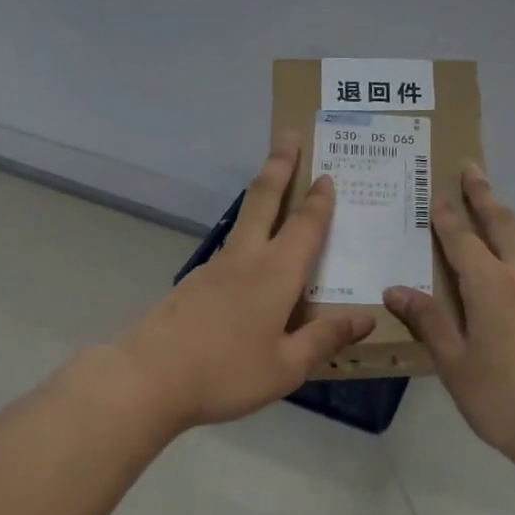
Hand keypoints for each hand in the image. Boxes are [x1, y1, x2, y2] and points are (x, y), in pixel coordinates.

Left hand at [108, 133, 375, 432]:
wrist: (148, 378)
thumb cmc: (226, 372)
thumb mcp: (287, 366)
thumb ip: (325, 339)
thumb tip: (366, 319)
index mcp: (276, 273)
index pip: (305, 225)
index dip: (319, 200)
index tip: (327, 174)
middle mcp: (246, 259)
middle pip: (264, 199)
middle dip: (280, 165)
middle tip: (289, 136)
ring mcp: (214, 268)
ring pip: (244, 220)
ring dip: (262, 196)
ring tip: (276, 189)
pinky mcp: (193, 283)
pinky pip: (230, 249)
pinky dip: (247, 237)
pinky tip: (250, 262)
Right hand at [385, 165, 514, 467]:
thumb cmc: (502, 397)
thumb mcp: (454, 362)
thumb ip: (428, 321)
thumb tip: (395, 288)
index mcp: (490, 285)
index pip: (462, 239)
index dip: (446, 215)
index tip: (436, 189)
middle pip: (501, 224)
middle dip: (484, 194)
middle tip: (471, 167)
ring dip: (500, 217)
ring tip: (486, 204)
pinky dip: (511, 246)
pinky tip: (503, 262)